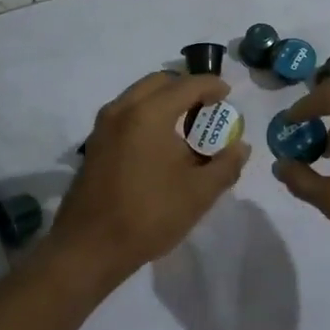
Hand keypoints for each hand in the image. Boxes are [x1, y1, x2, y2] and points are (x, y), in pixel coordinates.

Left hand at [53, 72, 249, 279]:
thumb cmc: (149, 215)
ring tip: (186, 126)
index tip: (228, 94)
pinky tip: (161, 144)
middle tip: (207, 107)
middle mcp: (122, 109)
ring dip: (164, 101)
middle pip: (159, 82)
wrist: (89, 248)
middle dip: (185, 88)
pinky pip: (126, 113)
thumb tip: (241, 147)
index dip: (211, 85)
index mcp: (149, 113)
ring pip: (139, 95)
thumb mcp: (199, 193)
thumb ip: (226, 165)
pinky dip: (147, 114)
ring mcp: (103, 125)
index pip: (187, 85)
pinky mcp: (95, 143)